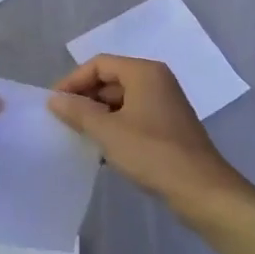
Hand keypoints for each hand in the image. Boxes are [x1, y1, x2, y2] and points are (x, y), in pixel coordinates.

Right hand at [48, 56, 247, 212]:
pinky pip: (133, 116)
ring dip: (98, 115)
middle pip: (110, 79)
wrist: (200, 189)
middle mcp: (156, 81)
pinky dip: (114, 127)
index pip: (99, 64)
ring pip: (121, 100)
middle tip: (63, 121)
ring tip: (78, 136)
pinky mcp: (167, 126)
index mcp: (144, 73)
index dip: (73, 81)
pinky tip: (101, 149)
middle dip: (85, 98)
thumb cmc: (152, 153)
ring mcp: (164, 103)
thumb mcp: (107, 131)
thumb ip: (78, 112)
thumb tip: (54, 99)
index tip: (54, 104)